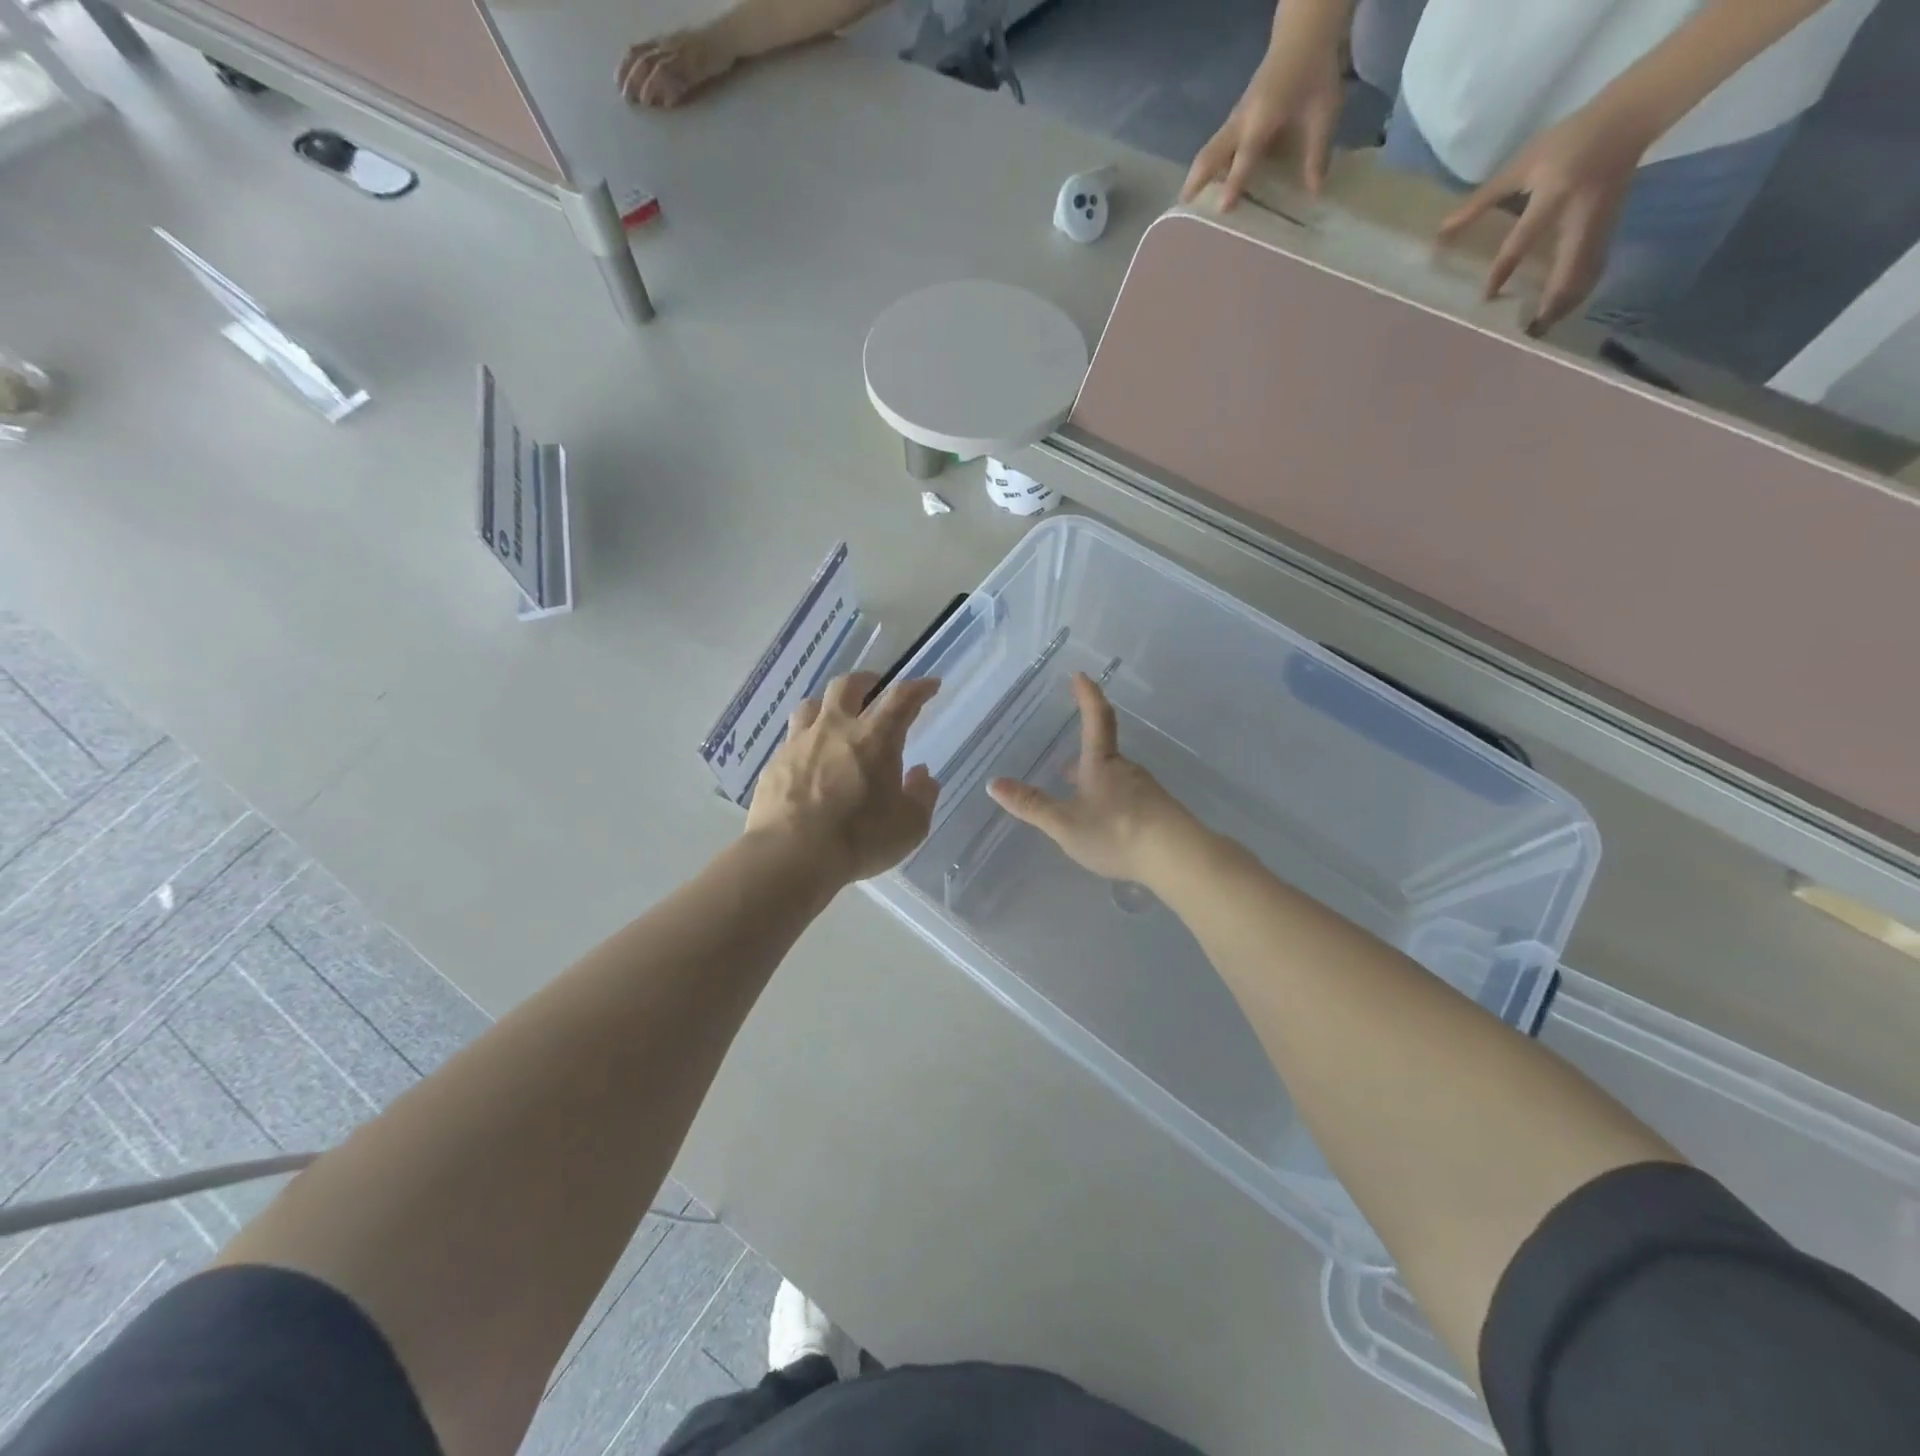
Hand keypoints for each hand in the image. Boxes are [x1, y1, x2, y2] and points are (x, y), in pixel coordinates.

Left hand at [618, 25, 738, 107]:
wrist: (726, 36)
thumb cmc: (705, 47)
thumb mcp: (681, 54)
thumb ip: (669, 71)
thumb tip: (660, 97)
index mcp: (661, 42)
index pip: (636, 50)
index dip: (624, 66)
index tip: (617, 82)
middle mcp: (666, 46)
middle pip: (642, 60)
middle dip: (632, 79)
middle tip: (627, 99)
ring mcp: (680, 55)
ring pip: (657, 68)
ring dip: (647, 85)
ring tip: (643, 102)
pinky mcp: (694, 65)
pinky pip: (679, 77)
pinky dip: (671, 90)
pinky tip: (667, 104)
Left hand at [746, 673, 941, 883]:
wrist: (791, 855)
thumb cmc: (859, 838)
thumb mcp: (909, 826)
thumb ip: (922, 796)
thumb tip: (922, 774)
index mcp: (875, 739)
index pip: (901, 698)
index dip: (918, 687)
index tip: (930, 684)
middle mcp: (835, 729)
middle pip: (848, 686)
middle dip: (866, 680)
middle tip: (874, 686)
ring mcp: (800, 743)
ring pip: (811, 704)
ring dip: (828, 704)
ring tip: (834, 716)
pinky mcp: (775, 763)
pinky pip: (791, 739)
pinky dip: (805, 740)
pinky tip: (808, 758)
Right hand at [988, 673, 1200, 884]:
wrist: (1177, 857)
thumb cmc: (1116, 832)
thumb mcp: (1065, 823)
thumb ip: (1031, 805)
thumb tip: (993, 783)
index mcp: (1101, 763)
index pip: (1095, 718)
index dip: (1087, 695)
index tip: (1081, 675)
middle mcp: (1125, 769)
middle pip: (1103, 752)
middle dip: (1083, 756)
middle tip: (1064, 768)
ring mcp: (1145, 789)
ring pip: (1114, 777)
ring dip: (1095, 781)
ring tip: (1079, 800)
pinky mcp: (1159, 811)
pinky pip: (1129, 797)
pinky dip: (1112, 801)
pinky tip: (1108, 824)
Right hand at [1180, 33, 1344, 208]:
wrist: (1303, 35)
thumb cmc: (1314, 73)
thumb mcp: (1324, 113)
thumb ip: (1317, 153)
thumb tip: (1315, 192)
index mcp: (1261, 120)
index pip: (1244, 157)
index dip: (1234, 183)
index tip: (1222, 209)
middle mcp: (1241, 122)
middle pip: (1210, 154)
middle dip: (1196, 180)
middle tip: (1184, 206)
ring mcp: (1235, 119)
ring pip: (1210, 150)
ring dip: (1198, 174)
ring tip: (1190, 201)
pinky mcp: (1236, 118)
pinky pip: (1218, 145)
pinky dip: (1210, 165)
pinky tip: (1213, 182)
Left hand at [1436, 101, 1652, 331]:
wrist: (1629, 116)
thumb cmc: (1568, 139)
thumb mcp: (1521, 164)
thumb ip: (1480, 201)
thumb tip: (1442, 231)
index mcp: (1555, 195)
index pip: (1523, 240)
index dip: (1503, 270)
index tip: (1487, 297)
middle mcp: (1580, 215)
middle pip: (1569, 268)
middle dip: (1551, 302)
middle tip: (1530, 331)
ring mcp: (1600, 222)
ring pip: (1586, 272)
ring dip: (1567, 302)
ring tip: (1544, 328)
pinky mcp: (1611, 226)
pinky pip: (1596, 265)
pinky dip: (1581, 289)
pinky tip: (1564, 308)